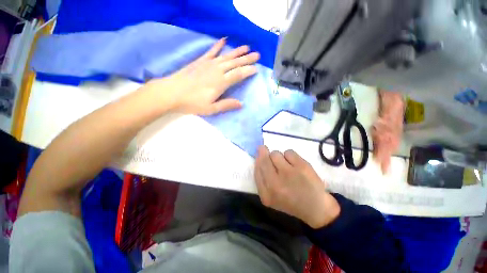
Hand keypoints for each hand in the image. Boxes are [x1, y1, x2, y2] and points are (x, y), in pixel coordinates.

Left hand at [145, 38, 259, 114]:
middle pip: (235, 63)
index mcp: (221, 82)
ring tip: (247, 47)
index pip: (238, 74)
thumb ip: (226, 105)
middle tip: (257, 55)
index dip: (248, 71)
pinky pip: (212, 51)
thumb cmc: (192, 103)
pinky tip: (224, 40)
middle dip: (247, 59)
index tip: (256, 69)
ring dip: (237, 51)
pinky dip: (218, 45)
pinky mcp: (201, 61)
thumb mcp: (211, 108)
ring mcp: (209, 64)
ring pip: (226, 56)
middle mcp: (217, 70)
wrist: (172, 92)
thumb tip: (241, 104)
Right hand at [254, 146, 340, 228]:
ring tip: (285, 164)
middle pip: (265, 159)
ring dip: (278, 156)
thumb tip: (259, 156)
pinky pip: (289, 152)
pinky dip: (290, 156)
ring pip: (276, 154)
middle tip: (265, 149)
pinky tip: (294, 164)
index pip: (257, 169)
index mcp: (266, 194)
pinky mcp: (302, 167)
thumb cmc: (289, 201)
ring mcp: (289, 174)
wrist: (315, 208)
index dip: (258, 158)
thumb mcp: (270, 196)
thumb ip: (261, 179)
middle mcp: (276, 184)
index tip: (260, 153)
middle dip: (264, 152)